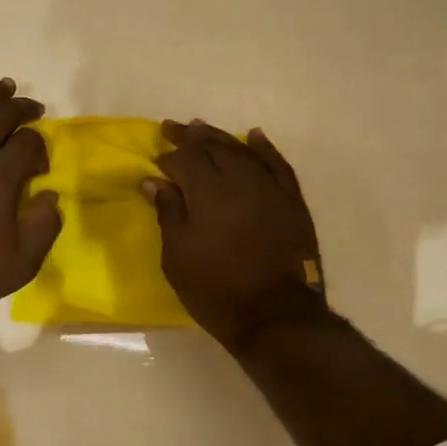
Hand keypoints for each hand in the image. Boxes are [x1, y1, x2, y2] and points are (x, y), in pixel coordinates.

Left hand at [0, 68, 61, 318]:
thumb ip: (44, 226)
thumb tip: (50, 195)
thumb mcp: (21, 264)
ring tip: (4, 86)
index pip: (30, 144)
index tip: (39, 170)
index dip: (41, 150)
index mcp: (0, 177)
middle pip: (2, 117)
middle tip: (34, 109)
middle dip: (23, 109)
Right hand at [144, 120, 326, 348]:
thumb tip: (155, 181)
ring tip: (203, 128)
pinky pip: (277, 164)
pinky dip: (264, 148)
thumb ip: (168, 213)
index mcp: (207, 192)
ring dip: (221, 137)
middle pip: (213, 147)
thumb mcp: (177, 257)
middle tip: (174, 128)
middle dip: (191, 137)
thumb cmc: (216, 290)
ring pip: (242, 150)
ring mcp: (269, 188)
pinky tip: (254, 136)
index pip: (185, 160)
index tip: (157, 162)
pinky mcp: (291, 201)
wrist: (275, 316)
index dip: (169, 157)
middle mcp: (239, 180)